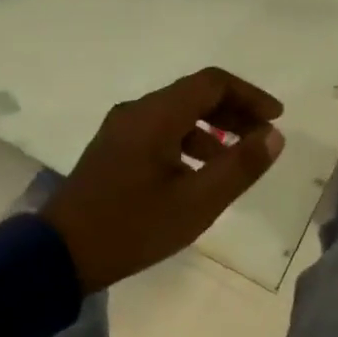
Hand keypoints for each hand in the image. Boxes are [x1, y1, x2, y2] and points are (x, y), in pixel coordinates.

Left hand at [43, 67, 285, 292]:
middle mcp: (137, 111)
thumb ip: (239, 166)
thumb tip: (273, 135)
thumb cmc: (133, 226)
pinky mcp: (113, 149)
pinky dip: (188, 142)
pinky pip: (159, 131)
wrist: (61, 253)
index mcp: (156, 114)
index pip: (212, 83)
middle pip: (194, 94)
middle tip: (262, 138)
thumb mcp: (196, 202)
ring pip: (176, 113)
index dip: (249, 95)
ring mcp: (121, 129)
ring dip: (211, 128)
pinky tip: (199, 173)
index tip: (276, 119)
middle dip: (233, 111)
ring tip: (236, 161)